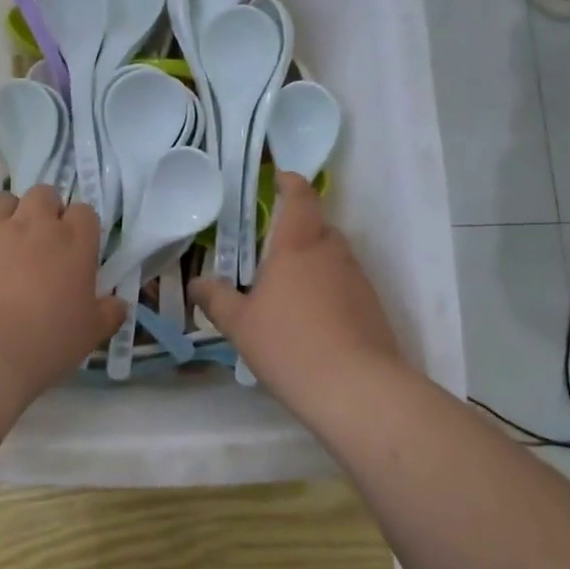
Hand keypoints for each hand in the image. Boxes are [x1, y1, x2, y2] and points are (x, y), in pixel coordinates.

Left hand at [0, 185, 126, 404]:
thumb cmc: (47, 341)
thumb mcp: (90, 333)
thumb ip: (108, 313)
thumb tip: (118, 303)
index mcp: (73, 242)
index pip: (84, 212)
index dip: (82, 227)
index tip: (79, 249)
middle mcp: (34, 226)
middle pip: (43, 194)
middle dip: (47, 209)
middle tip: (47, 241)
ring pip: (4, 200)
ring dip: (11, 213)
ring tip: (12, 241)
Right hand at [193, 174, 402, 403]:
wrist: (356, 389)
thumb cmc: (289, 345)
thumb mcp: (240, 324)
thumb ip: (215, 299)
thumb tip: (198, 283)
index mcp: (297, 245)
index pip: (300, 196)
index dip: (289, 182)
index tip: (277, 179)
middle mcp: (332, 252)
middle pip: (316, 226)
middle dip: (293, 231)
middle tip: (265, 253)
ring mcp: (357, 278)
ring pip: (331, 256)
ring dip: (310, 263)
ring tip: (284, 292)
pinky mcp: (371, 305)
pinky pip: (344, 283)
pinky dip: (326, 289)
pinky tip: (309, 321)